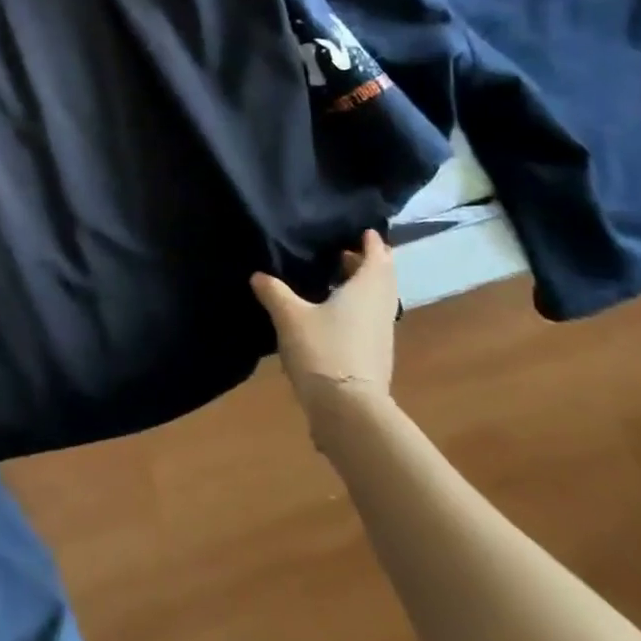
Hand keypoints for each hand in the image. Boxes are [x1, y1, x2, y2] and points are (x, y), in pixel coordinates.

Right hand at [251, 230, 397, 411]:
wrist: (348, 410)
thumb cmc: (323, 350)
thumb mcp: (289, 316)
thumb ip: (274, 292)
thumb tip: (259, 275)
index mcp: (366, 290)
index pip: (377, 258)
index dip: (371, 243)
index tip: (363, 231)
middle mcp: (380, 308)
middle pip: (381, 279)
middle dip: (367, 263)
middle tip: (344, 251)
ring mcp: (380, 334)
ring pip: (377, 300)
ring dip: (362, 286)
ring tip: (336, 279)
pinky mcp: (374, 355)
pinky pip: (369, 319)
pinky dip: (357, 307)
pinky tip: (333, 313)